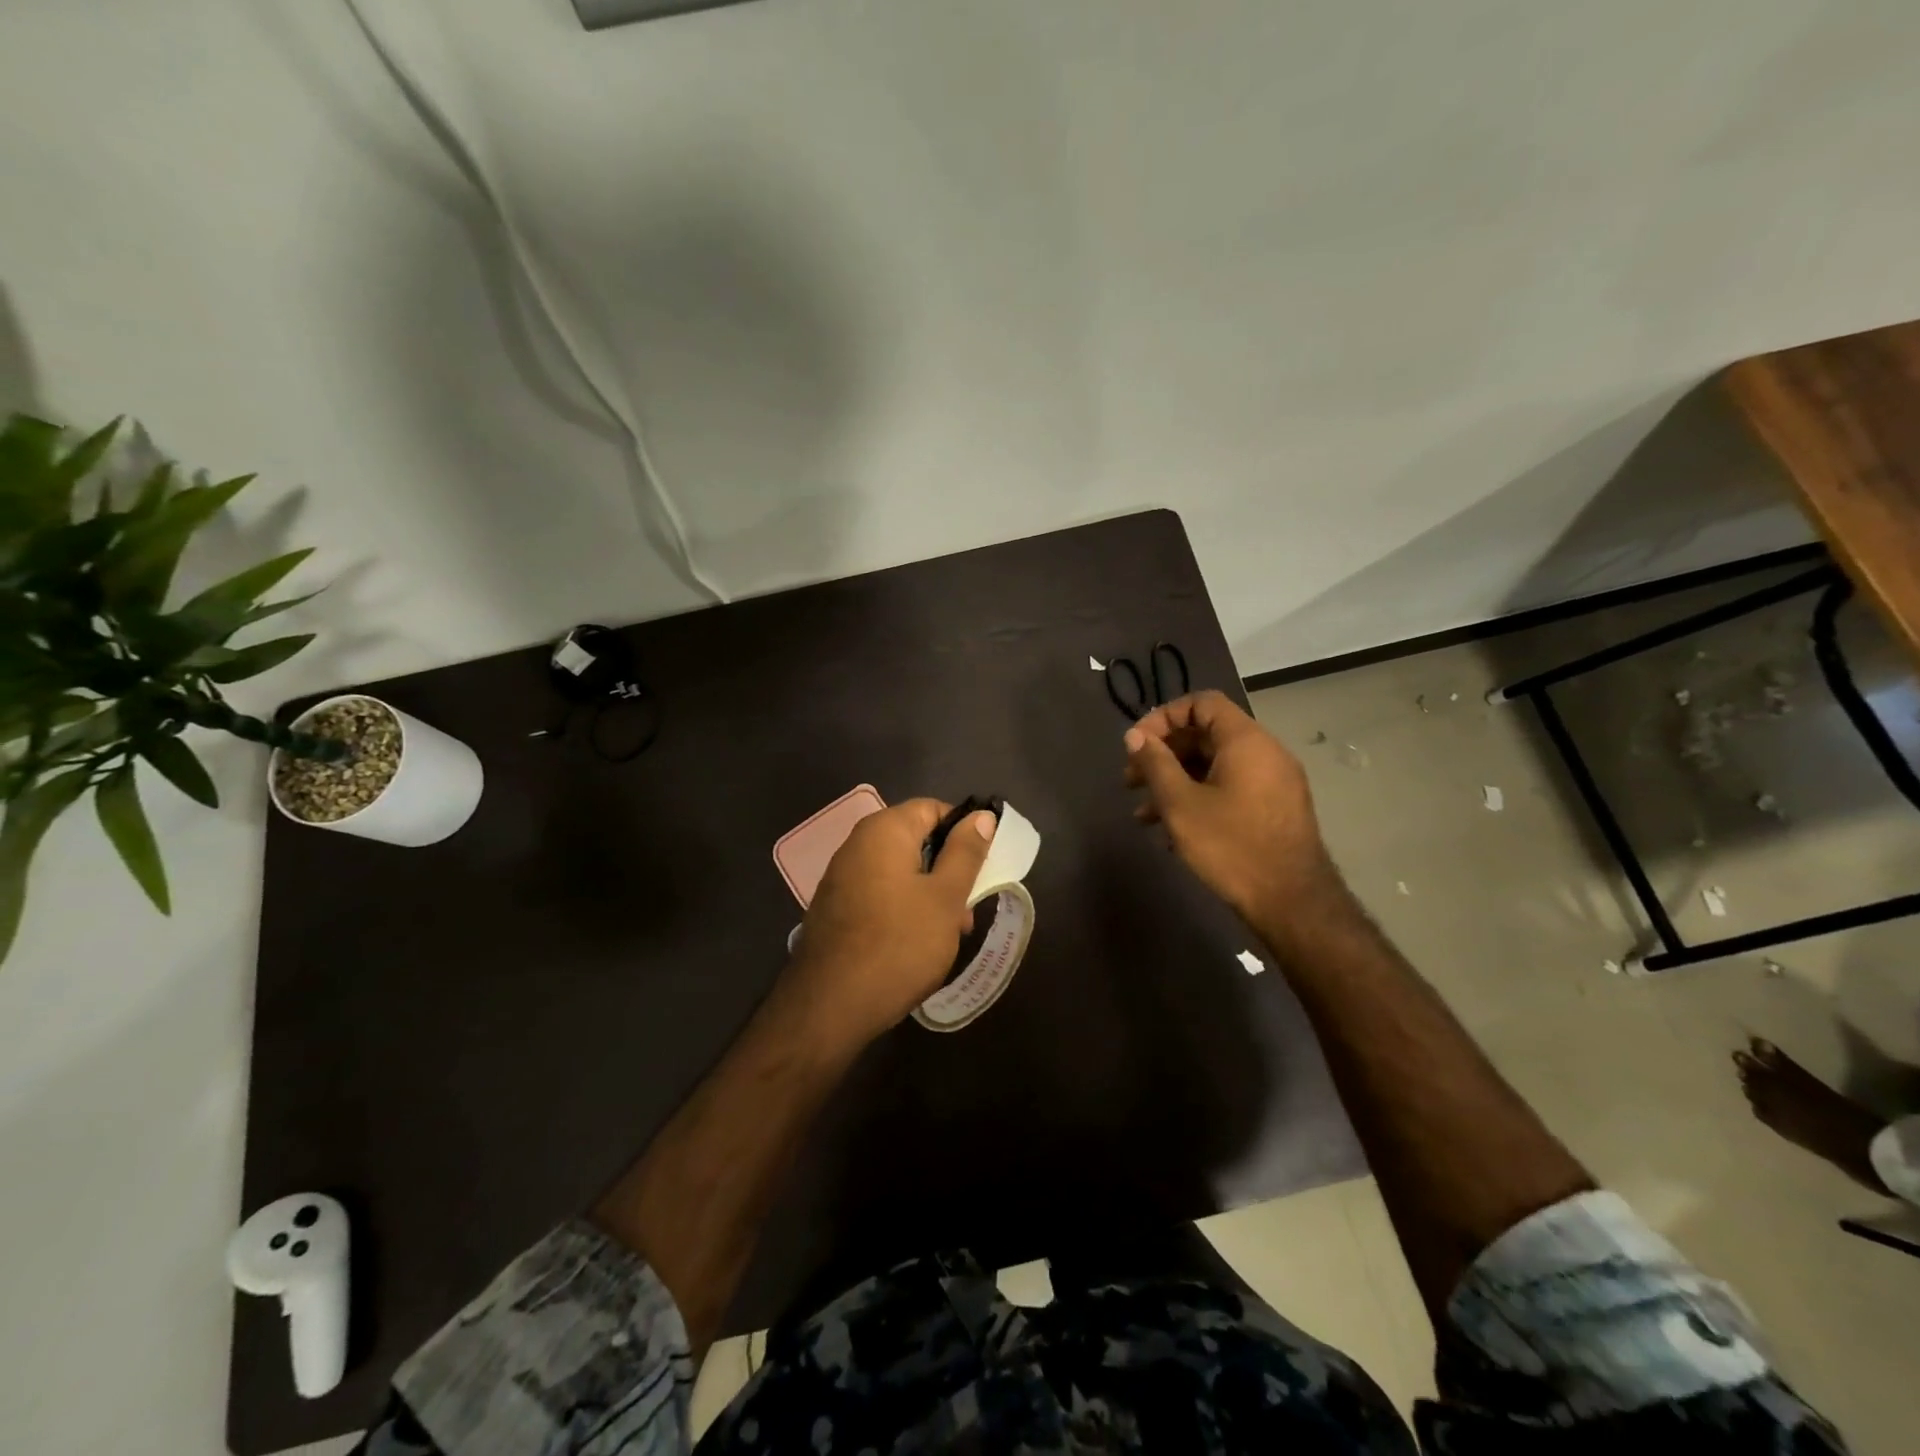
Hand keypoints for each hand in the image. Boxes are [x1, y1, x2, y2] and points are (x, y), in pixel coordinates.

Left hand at [783, 799, 996, 1046]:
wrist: (830, 1006)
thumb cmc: (899, 944)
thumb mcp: (945, 898)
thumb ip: (965, 852)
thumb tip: (981, 815)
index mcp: (884, 831)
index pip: (933, 808)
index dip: (964, 831)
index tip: (984, 866)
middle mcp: (857, 844)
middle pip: (916, 841)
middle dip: (949, 870)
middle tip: (968, 909)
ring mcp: (841, 877)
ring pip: (900, 872)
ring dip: (930, 894)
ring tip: (948, 934)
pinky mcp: (835, 908)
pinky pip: (880, 894)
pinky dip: (903, 908)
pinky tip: (916, 943)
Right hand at [1123, 691, 1334, 921]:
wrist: (1291, 901)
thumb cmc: (1231, 846)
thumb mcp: (1180, 804)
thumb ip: (1154, 764)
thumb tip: (1135, 736)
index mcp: (1245, 740)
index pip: (1201, 703)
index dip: (1163, 717)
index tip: (1137, 745)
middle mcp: (1265, 752)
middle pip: (1205, 735)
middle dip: (1163, 755)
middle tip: (1130, 781)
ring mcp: (1274, 781)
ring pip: (1214, 766)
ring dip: (1175, 782)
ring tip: (1144, 815)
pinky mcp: (1274, 808)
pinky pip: (1230, 787)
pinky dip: (1199, 797)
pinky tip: (1173, 832)